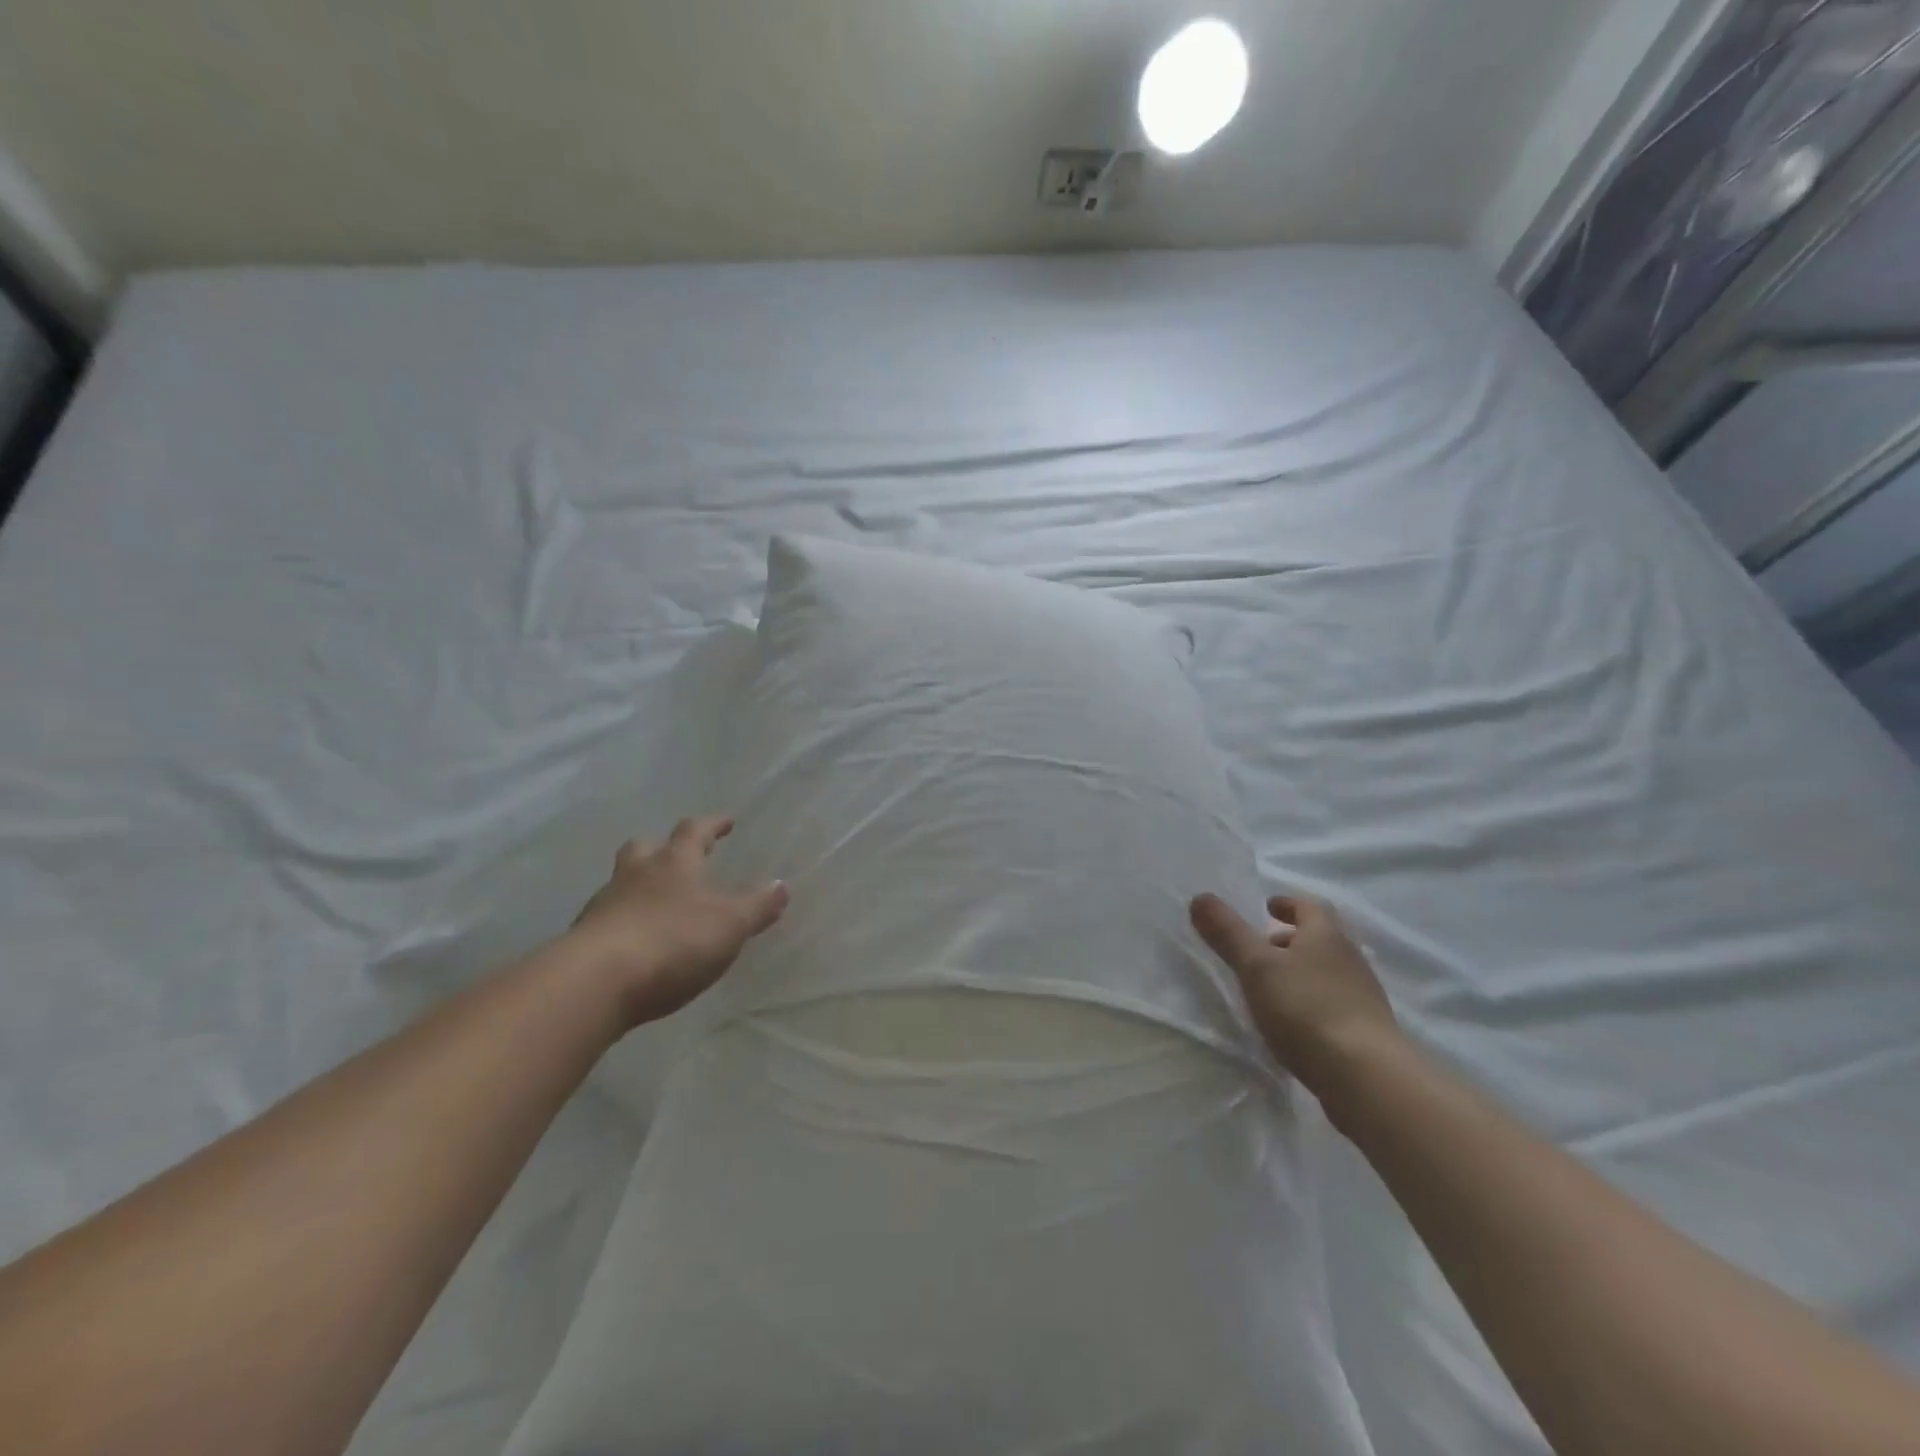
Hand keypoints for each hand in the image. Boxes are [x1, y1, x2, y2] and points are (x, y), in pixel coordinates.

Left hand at [568, 816, 788, 1028]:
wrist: (596, 982)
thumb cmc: (673, 940)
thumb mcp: (730, 924)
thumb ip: (757, 906)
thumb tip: (781, 885)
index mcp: (675, 862)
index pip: (695, 831)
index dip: (712, 825)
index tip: (726, 821)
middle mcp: (636, 874)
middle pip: (645, 848)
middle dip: (661, 848)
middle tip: (675, 856)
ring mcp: (604, 905)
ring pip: (621, 882)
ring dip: (638, 885)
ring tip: (655, 903)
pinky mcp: (583, 939)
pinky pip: (607, 919)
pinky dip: (622, 922)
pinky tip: (634, 942)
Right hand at [1190, 891, 1397, 1094]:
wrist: (1367, 1077)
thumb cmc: (1306, 1009)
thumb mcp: (1256, 966)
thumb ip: (1228, 932)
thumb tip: (1200, 897)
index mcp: (1326, 935)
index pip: (1308, 906)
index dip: (1287, 904)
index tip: (1267, 908)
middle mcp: (1350, 958)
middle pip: (1320, 938)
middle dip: (1291, 938)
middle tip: (1262, 947)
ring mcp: (1362, 996)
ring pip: (1327, 971)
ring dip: (1301, 971)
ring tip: (1272, 986)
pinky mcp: (1366, 1031)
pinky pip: (1333, 1002)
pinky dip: (1311, 1001)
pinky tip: (1293, 1021)